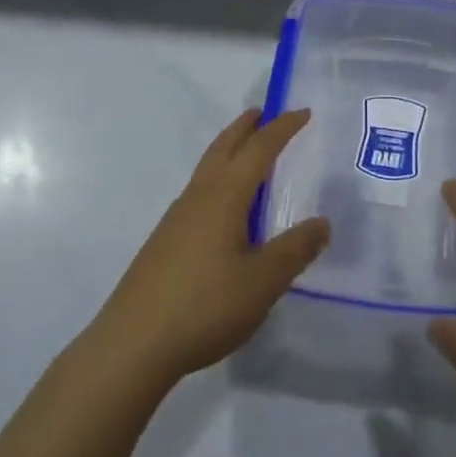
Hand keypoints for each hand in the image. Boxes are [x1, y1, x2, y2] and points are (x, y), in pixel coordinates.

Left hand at [89, 108, 329, 390]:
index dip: (282, 129)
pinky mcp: (165, 241)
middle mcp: (197, 198)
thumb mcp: (263, 281)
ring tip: (247, 154)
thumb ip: (295, 250)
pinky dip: (217, 180)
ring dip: (228, 152)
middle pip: (223, 149)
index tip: (302, 112)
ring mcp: (176, 219)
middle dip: (245, 128)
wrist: (133, 343)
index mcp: (224, 197)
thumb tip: (322, 222)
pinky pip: (198, 193)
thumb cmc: (205, 306)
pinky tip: (224, 209)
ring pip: (206, 170)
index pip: (258, 150)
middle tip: (264, 113)